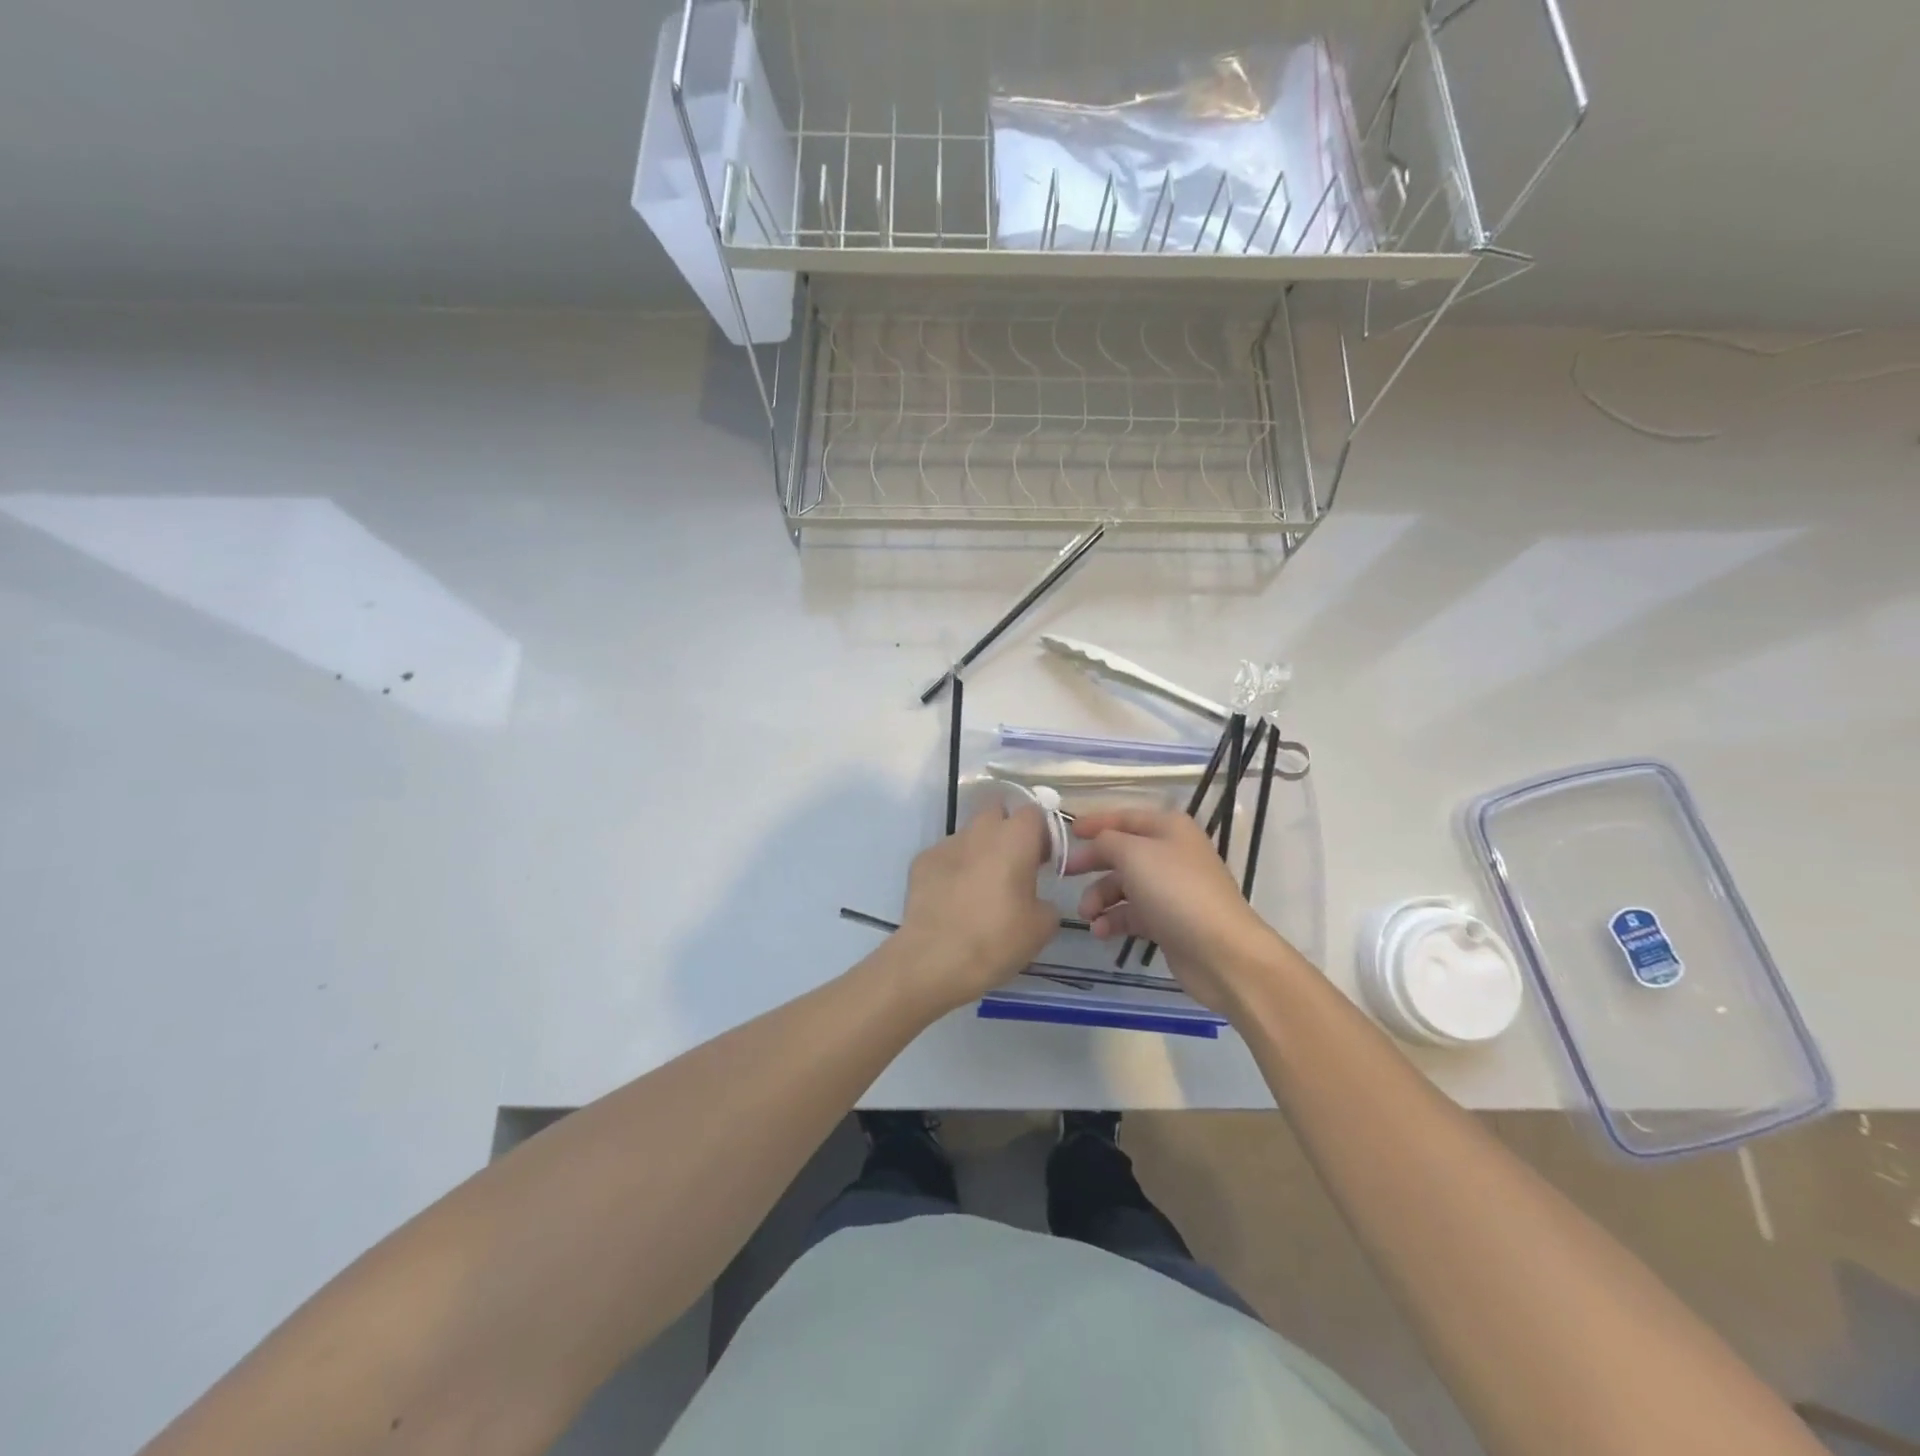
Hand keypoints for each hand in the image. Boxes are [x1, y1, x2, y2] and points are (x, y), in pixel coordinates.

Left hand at [891, 804, 1059, 1013]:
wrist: (935, 959)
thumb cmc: (997, 939)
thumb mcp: (1042, 927)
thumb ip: (1046, 902)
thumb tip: (1036, 901)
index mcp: (1015, 838)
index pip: (1033, 813)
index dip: (1041, 834)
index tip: (1043, 861)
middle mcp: (980, 830)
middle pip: (997, 813)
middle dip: (1007, 832)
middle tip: (1013, 867)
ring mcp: (946, 844)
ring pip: (969, 835)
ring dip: (979, 852)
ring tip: (979, 890)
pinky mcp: (921, 861)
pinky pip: (946, 857)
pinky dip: (953, 870)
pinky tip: (953, 901)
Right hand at [1064, 807, 1285, 1014]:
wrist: (1221, 951)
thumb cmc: (1175, 891)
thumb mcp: (1133, 854)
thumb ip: (1106, 841)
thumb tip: (1096, 844)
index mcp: (1168, 828)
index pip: (1124, 817)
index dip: (1095, 822)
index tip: (1067, 832)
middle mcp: (1171, 853)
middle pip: (1122, 852)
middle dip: (1093, 864)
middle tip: (1065, 875)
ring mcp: (1171, 889)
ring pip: (1124, 886)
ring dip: (1100, 898)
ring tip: (1088, 915)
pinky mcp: (1169, 922)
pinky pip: (1133, 914)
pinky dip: (1114, 919)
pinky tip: (1101, 931)